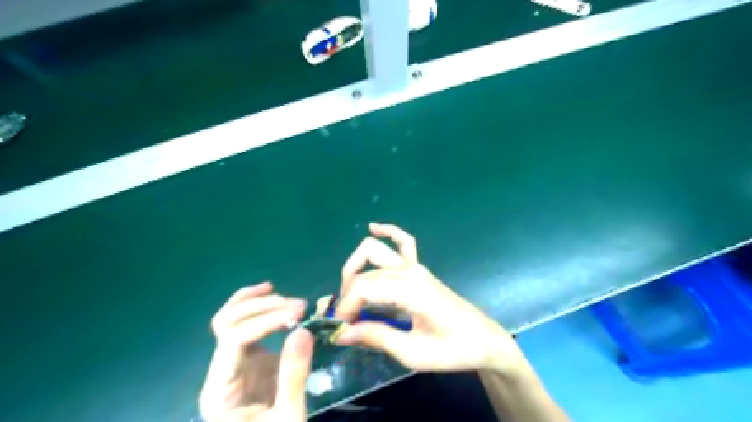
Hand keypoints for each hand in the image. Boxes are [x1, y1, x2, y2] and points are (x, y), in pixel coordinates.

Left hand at [198, 283, 312, 420]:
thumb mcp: (288, 416)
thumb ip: (293, 375)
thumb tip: (302, 329)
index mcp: (219, 391)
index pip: (234, 340)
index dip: (265, 321)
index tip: (297, 314)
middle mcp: (219, 371)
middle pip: (227, 323)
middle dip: (263, 308)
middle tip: (299, 306)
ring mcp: (232, 362)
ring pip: (230, 318)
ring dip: (259, 303)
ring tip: (287, 298)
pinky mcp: (247, 358)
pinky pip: (244, 324)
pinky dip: (254, 304)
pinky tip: (268, 291)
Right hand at [335, 224, 527, 375]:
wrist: (483, 340)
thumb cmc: (452, 349)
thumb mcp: (413, 352)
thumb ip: (376, 337)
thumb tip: (341, 333)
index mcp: (410, 290)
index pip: (363, 288)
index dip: (345, 307)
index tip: (341, 329)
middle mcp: (409, 271)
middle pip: (364, 273)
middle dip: (346, 294)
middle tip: (345, 322)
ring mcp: (415, 266)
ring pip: (374, 251)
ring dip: (355, 268)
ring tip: (349, 295)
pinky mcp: (420, 268)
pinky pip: (403, 241)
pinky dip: (388, 232)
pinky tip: (374, 227)